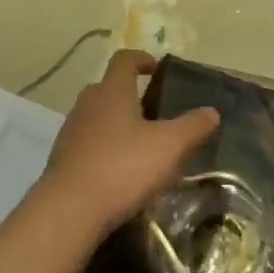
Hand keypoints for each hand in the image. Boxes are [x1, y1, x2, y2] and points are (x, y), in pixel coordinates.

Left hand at [40, 51, 218, 240]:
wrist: (67, 213)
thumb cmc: (122, 167)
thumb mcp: (169, 146)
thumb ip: (193, 127)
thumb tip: (212, 112)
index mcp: (112, 91)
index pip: (124, 60)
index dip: (141, 59)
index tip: (156, 68)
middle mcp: (87, 104)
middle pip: (108, 88)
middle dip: (128, 94)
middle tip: (151, 111)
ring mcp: (70, 133)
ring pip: (95, 117)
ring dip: (114, 124)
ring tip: (137, 145)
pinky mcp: (61, 161)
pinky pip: (85, 145)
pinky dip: (101, 150)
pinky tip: (117, 173)